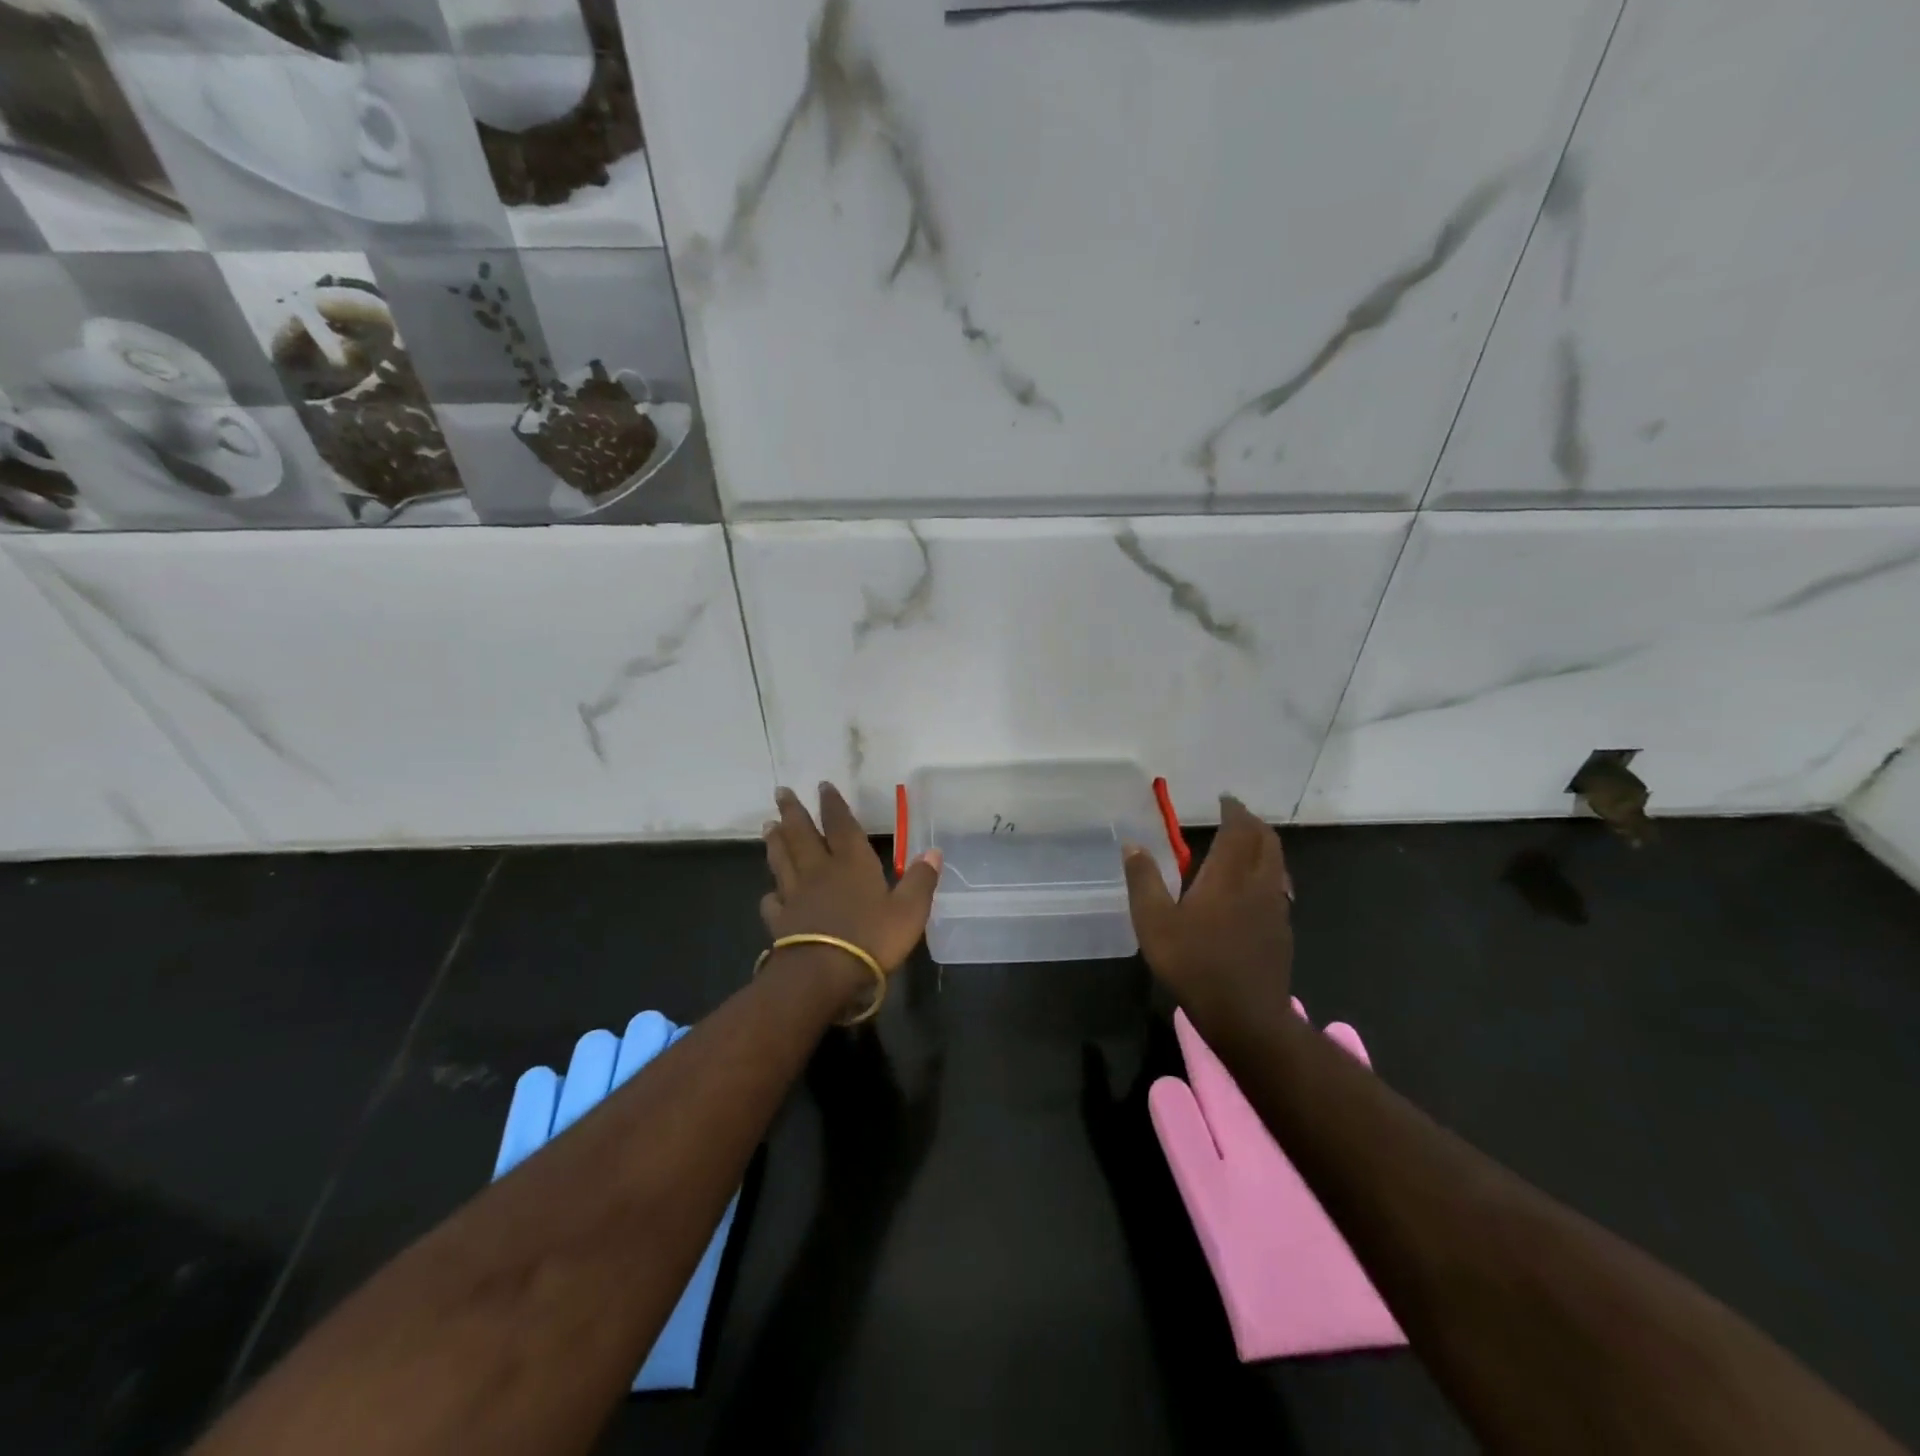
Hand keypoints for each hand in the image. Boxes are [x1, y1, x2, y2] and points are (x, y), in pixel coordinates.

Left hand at [760, 783, 942, 977]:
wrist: (822, 975)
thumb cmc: (871, 939)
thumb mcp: (909, 911)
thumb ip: (920, 880)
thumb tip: (934, 851)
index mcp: (852, 863)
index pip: (841, 826)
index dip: (833, 805)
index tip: (822, 785)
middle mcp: (820, 872)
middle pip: (802, 835)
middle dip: (793, 812)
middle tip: (781, 791)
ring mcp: (796, 896)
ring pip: (783, 861)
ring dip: (776, 841)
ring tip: (768, 825)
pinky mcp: (780, 922)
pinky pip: (773, 902)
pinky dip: (771, 894)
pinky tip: (770, 894)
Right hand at [1123, 795, 1293, 1026]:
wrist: (1246, 1016)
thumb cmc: (1194, 964)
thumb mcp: (1154, 922)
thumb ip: (1144, 880)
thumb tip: (1132, 844)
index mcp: (1228, 876)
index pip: (1239, 830)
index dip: (1234, 811)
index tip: (1224, 800)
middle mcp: (1258, 884)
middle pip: (1267, 841)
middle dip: (1253, 823)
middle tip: (1236, 815)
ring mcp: (1275, 908)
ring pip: (1277, 864)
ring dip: (1264, 846)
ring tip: (1246, 844)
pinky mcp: (1282, 931)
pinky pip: (1279, 886)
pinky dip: (1268, 872)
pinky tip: (1253, 888)